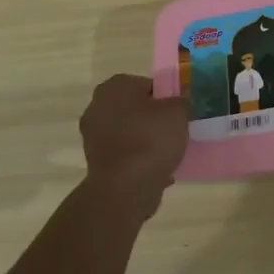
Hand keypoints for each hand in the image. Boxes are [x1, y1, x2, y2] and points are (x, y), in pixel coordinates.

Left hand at [79, 74, 188, 221]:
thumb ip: (181, 101)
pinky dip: (138, 159)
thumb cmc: (150, 140)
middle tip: (175, 129)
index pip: (147, 84)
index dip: (166, 97)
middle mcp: (98, 106)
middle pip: (135, 108)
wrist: (124, 189)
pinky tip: (156, 169)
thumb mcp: (178, 112)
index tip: (178, 112)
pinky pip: (124, 154)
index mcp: (115, 86)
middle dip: (153, 118)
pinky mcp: (95, 162)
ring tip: (168, 152)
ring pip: (129, 132)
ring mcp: (93, 136)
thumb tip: (179, 102)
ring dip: (145, 139)